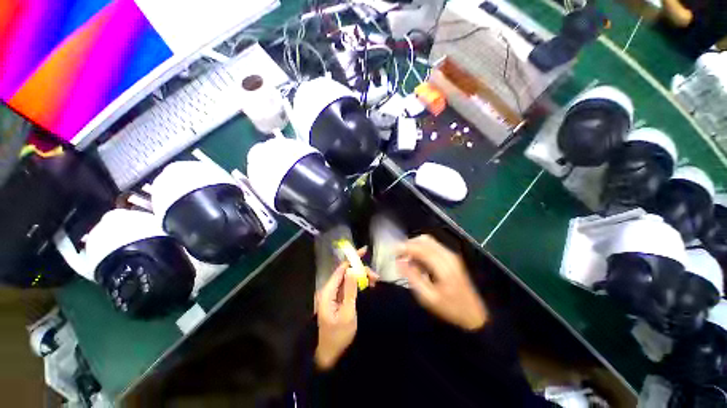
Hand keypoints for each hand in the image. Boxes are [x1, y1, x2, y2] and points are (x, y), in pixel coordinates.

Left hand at [314, 248, 378, 369]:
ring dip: (361, 278)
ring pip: (348, 279)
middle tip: (375, 276)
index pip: (340, 269)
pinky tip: (367, 286)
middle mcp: (328, 290)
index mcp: (327, 291)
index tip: (364, 250)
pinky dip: (358, 285)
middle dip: (360, 271)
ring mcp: (332, 295)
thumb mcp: (348, 313)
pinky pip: (348, 287)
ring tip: (374, 282)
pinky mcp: (337, 299)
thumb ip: (350, 290)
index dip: (352, 258)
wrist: (331, 354)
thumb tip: (352, 270)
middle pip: (345, 273)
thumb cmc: (339, 335)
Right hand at [397, 235, 487, 330]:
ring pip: (428, 242)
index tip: (392, 251)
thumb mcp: (428, 297)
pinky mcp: (451, 258)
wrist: (474, 315)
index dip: (405, 247)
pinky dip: (422, 250)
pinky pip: (433, 247)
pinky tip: (417, 263)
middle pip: (425, 240)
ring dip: (415, 246)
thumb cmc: (450, 308)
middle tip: (398, 255)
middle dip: (409, 244)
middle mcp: (448, 255)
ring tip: (406, 259)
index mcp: (443, 266)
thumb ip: (413, 277)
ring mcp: (451, 255)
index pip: (421, 248)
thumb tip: (399, 262)